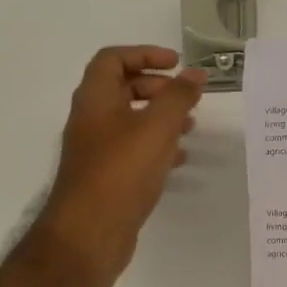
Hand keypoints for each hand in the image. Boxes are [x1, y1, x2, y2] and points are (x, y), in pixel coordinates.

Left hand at [37, 46, 204, 278]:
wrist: (90, 232)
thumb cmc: (121, 171)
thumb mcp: (157, 127)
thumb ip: (178, 97)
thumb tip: (196, 74)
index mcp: (95, 98)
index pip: (113, 59)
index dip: (145, 54)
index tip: (177, 64)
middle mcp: (91, 120)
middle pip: (122, 89)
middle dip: (157, 88)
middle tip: (186, 97)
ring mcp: (97, 151)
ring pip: (130, 122)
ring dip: (160, 118)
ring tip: (191, 127)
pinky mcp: (107, 177)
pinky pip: (133, 151)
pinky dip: (157, 148)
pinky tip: (180, 159)